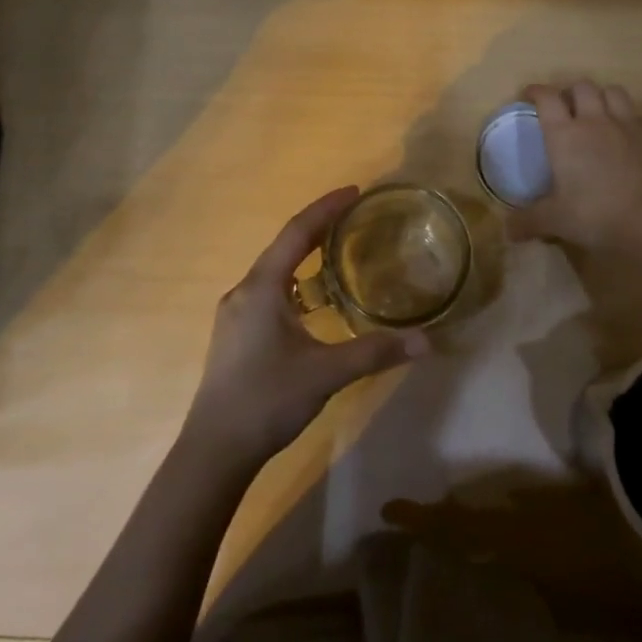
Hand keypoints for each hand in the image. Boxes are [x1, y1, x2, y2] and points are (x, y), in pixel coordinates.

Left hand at [186, 187, 430, 462]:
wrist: (214, 450)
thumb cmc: (267, 400)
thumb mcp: (326, 373)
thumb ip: (376, 352)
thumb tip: (426, 341)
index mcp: (262, 288)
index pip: (296, 233)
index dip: (325, 208)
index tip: (354, 191)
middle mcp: (244, 291)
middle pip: (283, 247)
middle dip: (318, 228)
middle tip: (353, 217)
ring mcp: (235, 314)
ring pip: (275, 272)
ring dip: (305, 257)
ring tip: (338, 253)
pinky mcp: (235, 334)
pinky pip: (269, 292)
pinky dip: (295, 283)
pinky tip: (314, 302)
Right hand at [508, 81, 641, 251]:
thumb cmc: (596, 214)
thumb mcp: (555, 220)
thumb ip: (529, 221)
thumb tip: (507, 231)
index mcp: (565, 134)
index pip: (547, 98)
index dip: (536, 91)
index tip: (529, 95)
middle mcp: (593, 120)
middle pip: (582, 86)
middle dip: (570, 91)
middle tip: (563, 108)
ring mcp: (624, 124)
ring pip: (611, 91)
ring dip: (599, 95)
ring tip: (593, 112)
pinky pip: (633, 111)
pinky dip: (623, 113)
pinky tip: (620, 131)